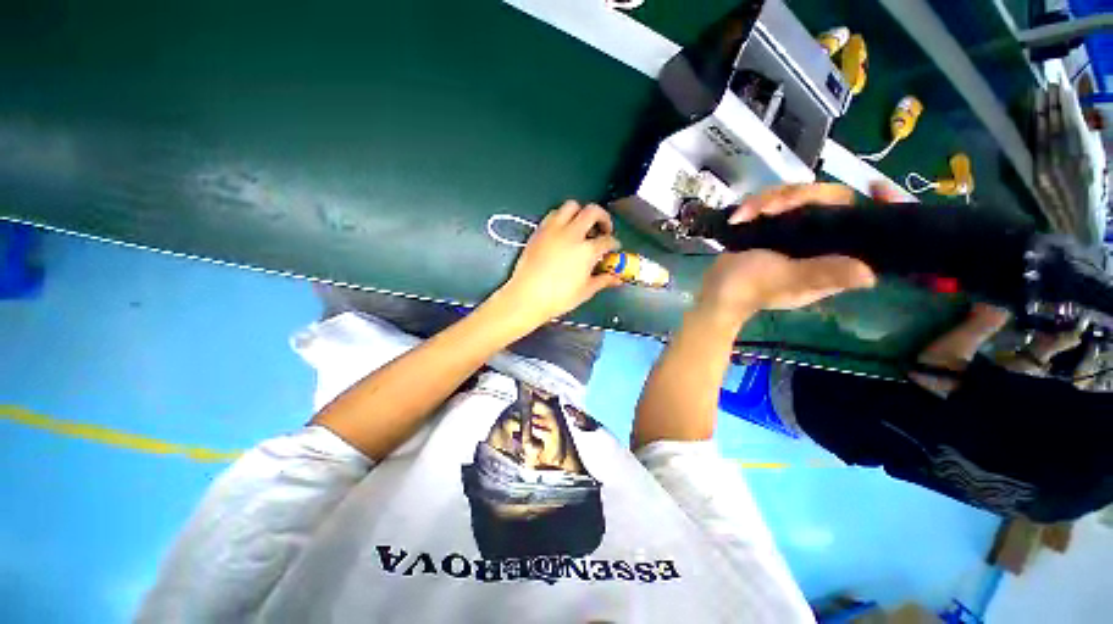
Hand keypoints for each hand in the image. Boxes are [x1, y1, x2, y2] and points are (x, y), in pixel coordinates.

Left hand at [499, 201, 621, 323]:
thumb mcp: (585, 291)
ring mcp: (554, 229)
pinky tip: (563, 231)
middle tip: (603, 229)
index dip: (614, 243)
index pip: (607, 240)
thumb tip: (617, 278)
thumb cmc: (559, 298)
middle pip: (593, 212)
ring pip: (571, 206)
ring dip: (581, 213)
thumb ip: (603, 280)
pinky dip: (562, 217)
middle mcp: (572, 233)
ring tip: (582, 226)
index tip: (614, 248)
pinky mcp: (539, 230)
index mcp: (587, 250)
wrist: (527, 296)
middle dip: (603, 217)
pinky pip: (553, 214)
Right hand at [699, 183, 882, 321]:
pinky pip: (774, 203)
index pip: (868, 227)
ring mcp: (796, 232)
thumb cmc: (748, 288)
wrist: (715, 292)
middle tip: (770, 208)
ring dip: (769, 200)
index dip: (881, 206)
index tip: (878, 186)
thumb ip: (822, 274)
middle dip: (799, 197)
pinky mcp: (774, 227)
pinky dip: (755, 205)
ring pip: (799, 197)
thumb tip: (871, 275)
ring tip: (745, 215)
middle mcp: (822, 242)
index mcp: (834, 258)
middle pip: (830, 200)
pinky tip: (740, 216)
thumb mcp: (786, 281)